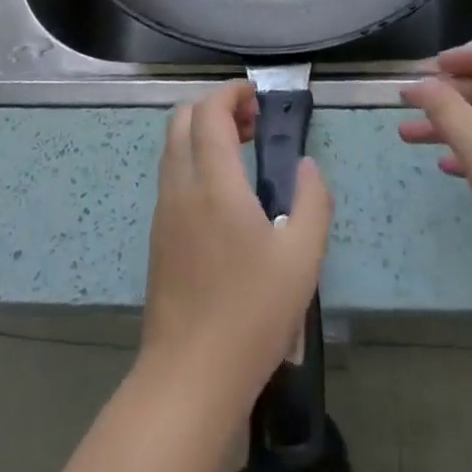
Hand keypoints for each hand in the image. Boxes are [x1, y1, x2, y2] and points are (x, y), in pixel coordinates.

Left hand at [139, 80, 331, 406]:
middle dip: (214, 107)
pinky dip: (194, 160)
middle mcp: (180, 187)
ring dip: (202, 133)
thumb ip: (312, 201)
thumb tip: (307, 166)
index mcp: (214, 183)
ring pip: (173, 147)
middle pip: (181, 119)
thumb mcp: (303, 258)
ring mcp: (164, 212)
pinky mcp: (158, 237)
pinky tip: (224, 194)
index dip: (231, 93)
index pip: (208, 112)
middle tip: (251, 124)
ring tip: (242, 154)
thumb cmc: (252, 314)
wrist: (189, 378)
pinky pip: (171, 175)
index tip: (258, 98)